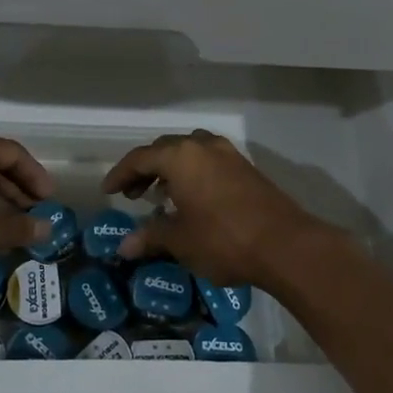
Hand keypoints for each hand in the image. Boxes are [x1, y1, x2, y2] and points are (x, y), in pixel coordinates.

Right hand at [102, 130, 335, 287]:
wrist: (285, 245)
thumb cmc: (223, 240)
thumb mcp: (180, 241)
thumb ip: (150, 236)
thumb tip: (124, 246)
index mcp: (180, 157)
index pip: (139, 158)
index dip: (120, 174)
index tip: (108, 192)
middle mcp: (202, 146)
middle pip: (164, 149)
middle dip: (144, 169)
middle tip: (132, 193)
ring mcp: (228, 154)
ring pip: (189, 152)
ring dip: (170, 169)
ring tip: (160, 195)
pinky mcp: (246, 168)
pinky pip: (208, 161)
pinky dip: (192, 173)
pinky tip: (192, 198)